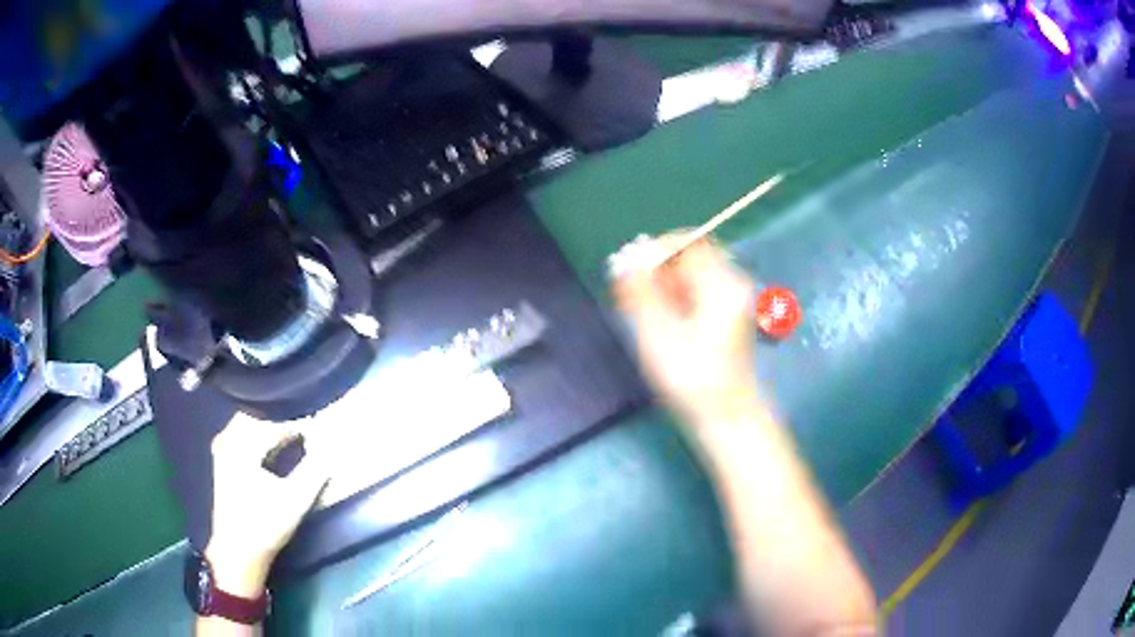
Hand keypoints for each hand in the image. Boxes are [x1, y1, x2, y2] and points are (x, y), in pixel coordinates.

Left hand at [205, 414, 329, 596]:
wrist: (238, 552)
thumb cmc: (265, 525)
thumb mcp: (296, 500)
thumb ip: (315, 470)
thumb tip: (331, 446)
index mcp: (241, 445)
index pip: (274, 423)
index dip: (299, 423)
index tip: (319, 426)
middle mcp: (228, 441)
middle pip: (257, 417)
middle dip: (281, 420)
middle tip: (306, 427)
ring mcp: (223, 451)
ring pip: (247, 424)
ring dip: (269, 426)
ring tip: (292, 434)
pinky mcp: (222, 462)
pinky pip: (240, 435)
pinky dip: (258, 435)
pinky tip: (270, 445)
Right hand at [612, 235, 761, 425]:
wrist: (727, 417)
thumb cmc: (693, 379)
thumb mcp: (659, 334)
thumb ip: (641, 292)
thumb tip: (625, 258)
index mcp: (721, 284)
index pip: (688, 242)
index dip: (655, 248)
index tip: (629, 267)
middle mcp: (732, 285)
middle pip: (691, 256)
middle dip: (657, 267)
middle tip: (630, 290)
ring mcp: (733, 301)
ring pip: (692, 275)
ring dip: (663, 283)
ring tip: (638, 307)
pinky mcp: (727, 317)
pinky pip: (698, 292)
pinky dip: (675, 297)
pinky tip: (657, 318)